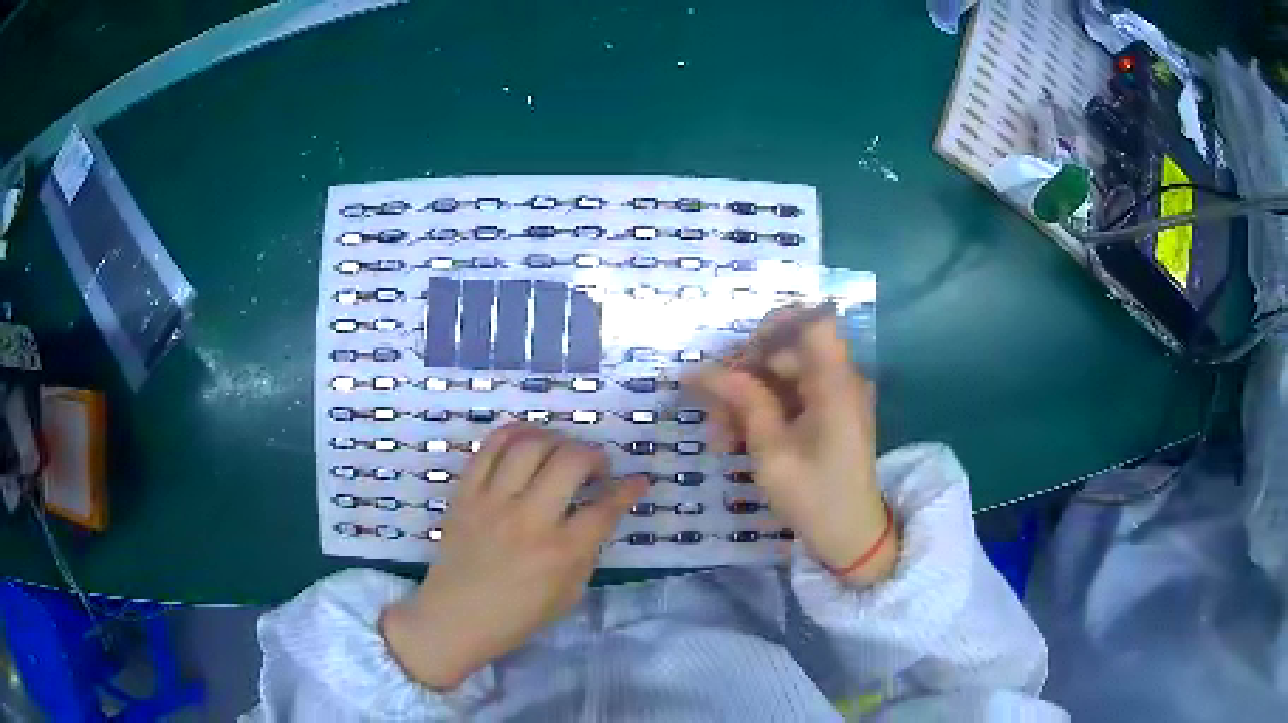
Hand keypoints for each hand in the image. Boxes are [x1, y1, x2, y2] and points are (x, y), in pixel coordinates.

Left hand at [380, 425, 647, 689]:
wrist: (454, 618)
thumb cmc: (516, 616)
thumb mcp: (568, 595)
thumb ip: (586, 552)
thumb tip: (596, 516)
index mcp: (560, 552)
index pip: (605, 509)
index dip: (629, 490)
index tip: (638, 481)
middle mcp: (529, 519)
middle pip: (570, 461)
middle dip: (594, 456)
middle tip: (595, 468)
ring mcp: (493, 501)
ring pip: (530, 444)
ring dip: (556, 440)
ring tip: (560, 452)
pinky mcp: (466, 493)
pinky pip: (489, 447)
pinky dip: (513, 434)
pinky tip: (526, 440)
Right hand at [685, 311, 897, 585]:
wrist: (851, 538)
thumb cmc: (814, 496)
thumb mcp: (771, 450)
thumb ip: (743, 401)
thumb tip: (702, 369)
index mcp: (836, 383)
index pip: (811, 321)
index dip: (772, 327)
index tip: (737, 355)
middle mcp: (840, 380)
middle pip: (786, 351)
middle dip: (743, 376)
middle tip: (711, 411)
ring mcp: (835, 398)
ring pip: (781, 376)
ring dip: (746, 399)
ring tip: (719, 438)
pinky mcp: (828, 416)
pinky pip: (790, 397)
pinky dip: (762, 412)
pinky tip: (736, 440)